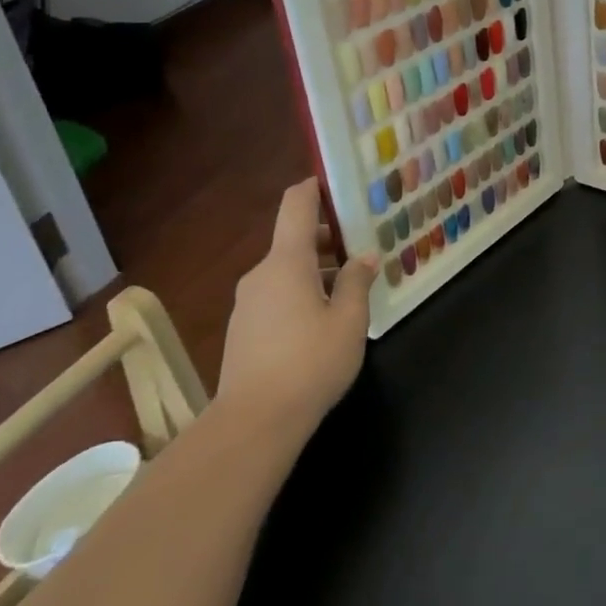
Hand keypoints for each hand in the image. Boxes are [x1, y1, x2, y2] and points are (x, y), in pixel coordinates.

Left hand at [215, 177, 374, 433]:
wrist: (253, 423)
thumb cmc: (310, 363)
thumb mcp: (349, 320)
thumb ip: (357, 282)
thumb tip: (363, 257)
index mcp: (286, 262)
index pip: (296, 205)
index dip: (314, 187)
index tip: (336, 183)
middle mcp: (261, 274)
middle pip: (294, 240)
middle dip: (327, 240)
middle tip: (361, 249)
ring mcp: (247, 303)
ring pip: (285, 271)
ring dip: (315, 271)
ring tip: (349, 290)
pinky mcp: (242, 330)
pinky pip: (276, 296)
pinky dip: (300, 294)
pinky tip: (323, 321)